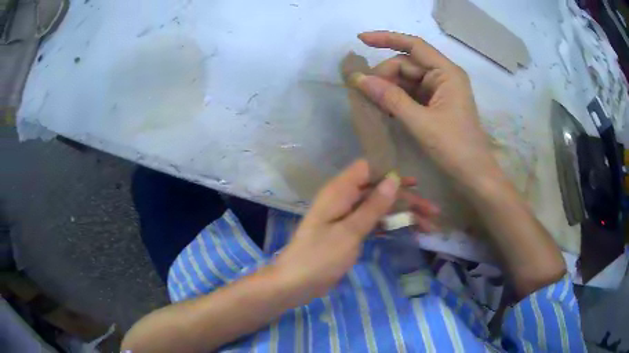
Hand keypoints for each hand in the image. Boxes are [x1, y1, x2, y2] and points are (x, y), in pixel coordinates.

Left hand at [273, 160, 437, 304]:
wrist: (296, 283)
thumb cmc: (320, 256)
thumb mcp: (350, 232)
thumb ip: (372, 206)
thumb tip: (394, 178)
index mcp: (339, 191)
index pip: (368, 168)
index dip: (391, 171)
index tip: (415, 183)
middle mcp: (344, 198)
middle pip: (380, 190)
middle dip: (406, 199)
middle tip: (432, 211)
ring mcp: (347, 216)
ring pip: (380, 208)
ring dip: (403, 215)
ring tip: (428, 225)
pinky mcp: (350, 232)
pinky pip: (374, 222)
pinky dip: (391, 226)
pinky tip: (409, 231)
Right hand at [351, 31, 502, 190]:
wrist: (474, 175)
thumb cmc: (454, 147)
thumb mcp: (421, 122)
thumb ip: (390, 98)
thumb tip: (359, 79)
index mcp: (447, 73)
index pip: (414, 46)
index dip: (387, 39)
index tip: (361, 40)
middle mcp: (444, 77)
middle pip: (407, 64)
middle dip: (385, 74)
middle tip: (363, 91)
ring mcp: (440, 91)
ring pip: (407, 80)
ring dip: (388, 88)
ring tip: (370, 102)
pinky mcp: (435, 105)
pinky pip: (411, 94)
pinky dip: (396, 99)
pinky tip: (383, 109)